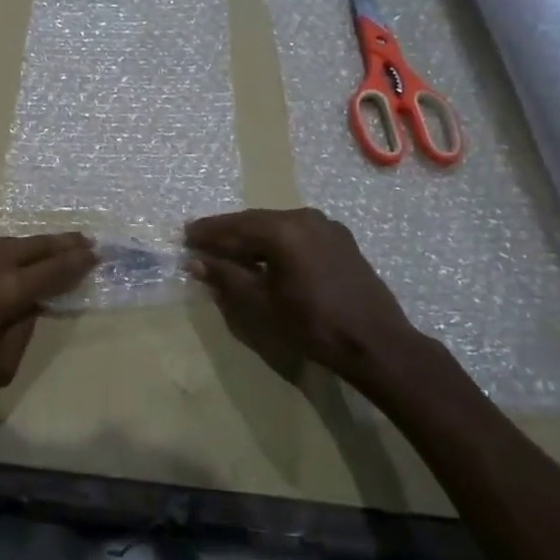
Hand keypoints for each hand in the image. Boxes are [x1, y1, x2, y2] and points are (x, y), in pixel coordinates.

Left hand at [0, 234, 95, 394]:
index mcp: (12, 289)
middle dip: (63, 242)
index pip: (57, 269)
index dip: (79, 261)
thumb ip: (24, 332)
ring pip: (6, 243)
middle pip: (37, 245)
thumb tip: (31, 308)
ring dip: (27, 247)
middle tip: (82, 239)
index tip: (95, 253)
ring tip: (40, 250)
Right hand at [185, 208, 426, 384]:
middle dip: (226, 231)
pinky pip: (296, 232)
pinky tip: (263, 254)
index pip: (234, 227)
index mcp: (283, 230)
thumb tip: (196, 262)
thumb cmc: (313, 324)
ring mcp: (326, 226)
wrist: (375, 342)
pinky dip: (274, 240)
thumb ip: (227, 277)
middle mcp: (304, 217)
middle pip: (254, 221)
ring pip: (276, 225)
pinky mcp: (339, 239)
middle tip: (199, 238)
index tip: (184, 236)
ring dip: (250, 236)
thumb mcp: (262, 303)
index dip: (206, 233)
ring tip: (227, 247)